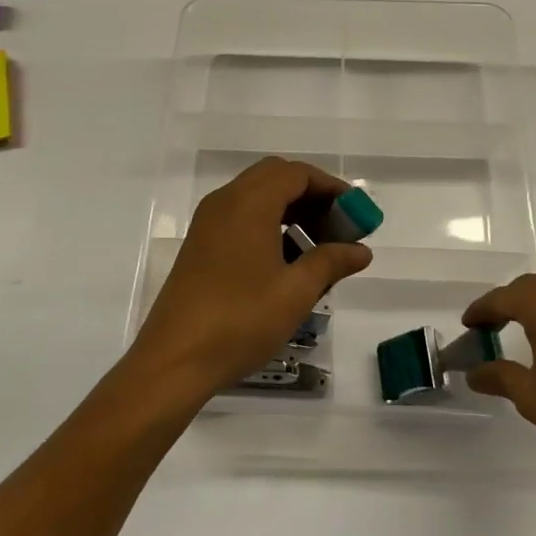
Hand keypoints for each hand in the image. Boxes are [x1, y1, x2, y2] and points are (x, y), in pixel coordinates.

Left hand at [131, 158, 371, 401]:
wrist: (174, 361)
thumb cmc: (240, 320)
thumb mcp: (295, 292)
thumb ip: (331, 262)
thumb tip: (361, 250)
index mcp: (249, 203)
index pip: (297, 174)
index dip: (331, 188)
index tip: (356, 214)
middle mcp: (226, 202)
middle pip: (276, 179)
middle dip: (312, 197)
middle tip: (339, 228)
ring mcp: (209, 223)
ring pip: (258, 198)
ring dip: (291, 212)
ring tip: (319, 250)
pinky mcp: (201, 245)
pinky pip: (242, 218)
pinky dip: (269, 226)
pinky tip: (287, 264)